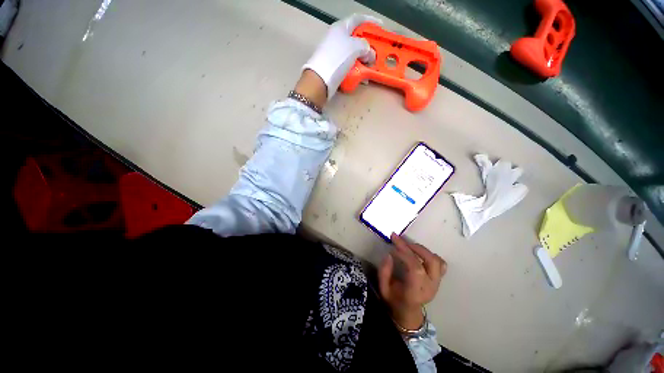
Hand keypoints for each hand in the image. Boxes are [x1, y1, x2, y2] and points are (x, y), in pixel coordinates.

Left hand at [302, 14, 381, 99]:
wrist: (320, 79)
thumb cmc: (337, 58)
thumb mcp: (355, 47)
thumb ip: (365, 46)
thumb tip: (369, 53)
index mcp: (341, 27)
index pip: (358, 19)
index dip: (370, 21)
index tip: (380, 26)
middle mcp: (337, 38)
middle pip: (356, 38)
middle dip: (367, 46)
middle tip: (376, 53)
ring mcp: (334, 53)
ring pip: (353, 54)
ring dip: (363, 60)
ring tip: (369, 67)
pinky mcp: (334, 66)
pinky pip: (348, 65)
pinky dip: (356, 69)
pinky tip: (361, 76)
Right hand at [378, 233, 446, 329]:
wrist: (408, 313)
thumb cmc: (394, 300)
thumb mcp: (383, 289)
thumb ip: (384, 272)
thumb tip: (389, 255)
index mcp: (415, 292)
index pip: (415, 268)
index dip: (404, 254)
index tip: (393, 248)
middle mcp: (429, 287)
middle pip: (430, 261)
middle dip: (415, 247)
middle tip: (401, 240)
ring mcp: (436, 283)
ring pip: (437, 260)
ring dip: (422, 249)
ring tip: (409, 245)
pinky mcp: (438, 279)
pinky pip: (441, 264)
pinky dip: (431, 255)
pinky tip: (419, 253)